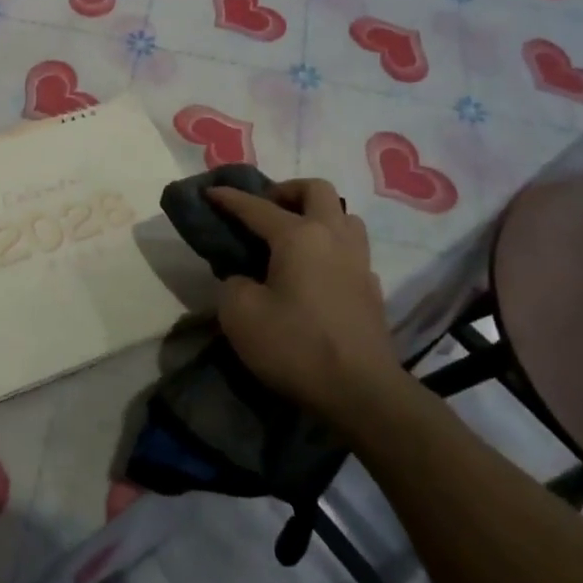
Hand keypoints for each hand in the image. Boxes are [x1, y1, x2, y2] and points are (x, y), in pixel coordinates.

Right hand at [208, 179, 403, 423]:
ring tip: (294, 236)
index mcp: (299, 236)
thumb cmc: (295, 346)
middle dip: (287, 191)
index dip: (230, 198)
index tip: (210, 191)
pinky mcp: (372, 289)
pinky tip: (315, 272)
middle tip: (265, 209)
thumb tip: (245, 279)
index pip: (257, 207)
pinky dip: (331, 248)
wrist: (362, 393)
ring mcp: (359, 262)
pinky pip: (352, 250)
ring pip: (343, 215)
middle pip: (316, 190)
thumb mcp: (240, 315)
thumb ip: (233, 284)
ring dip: (317, 215)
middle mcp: (333, 237)